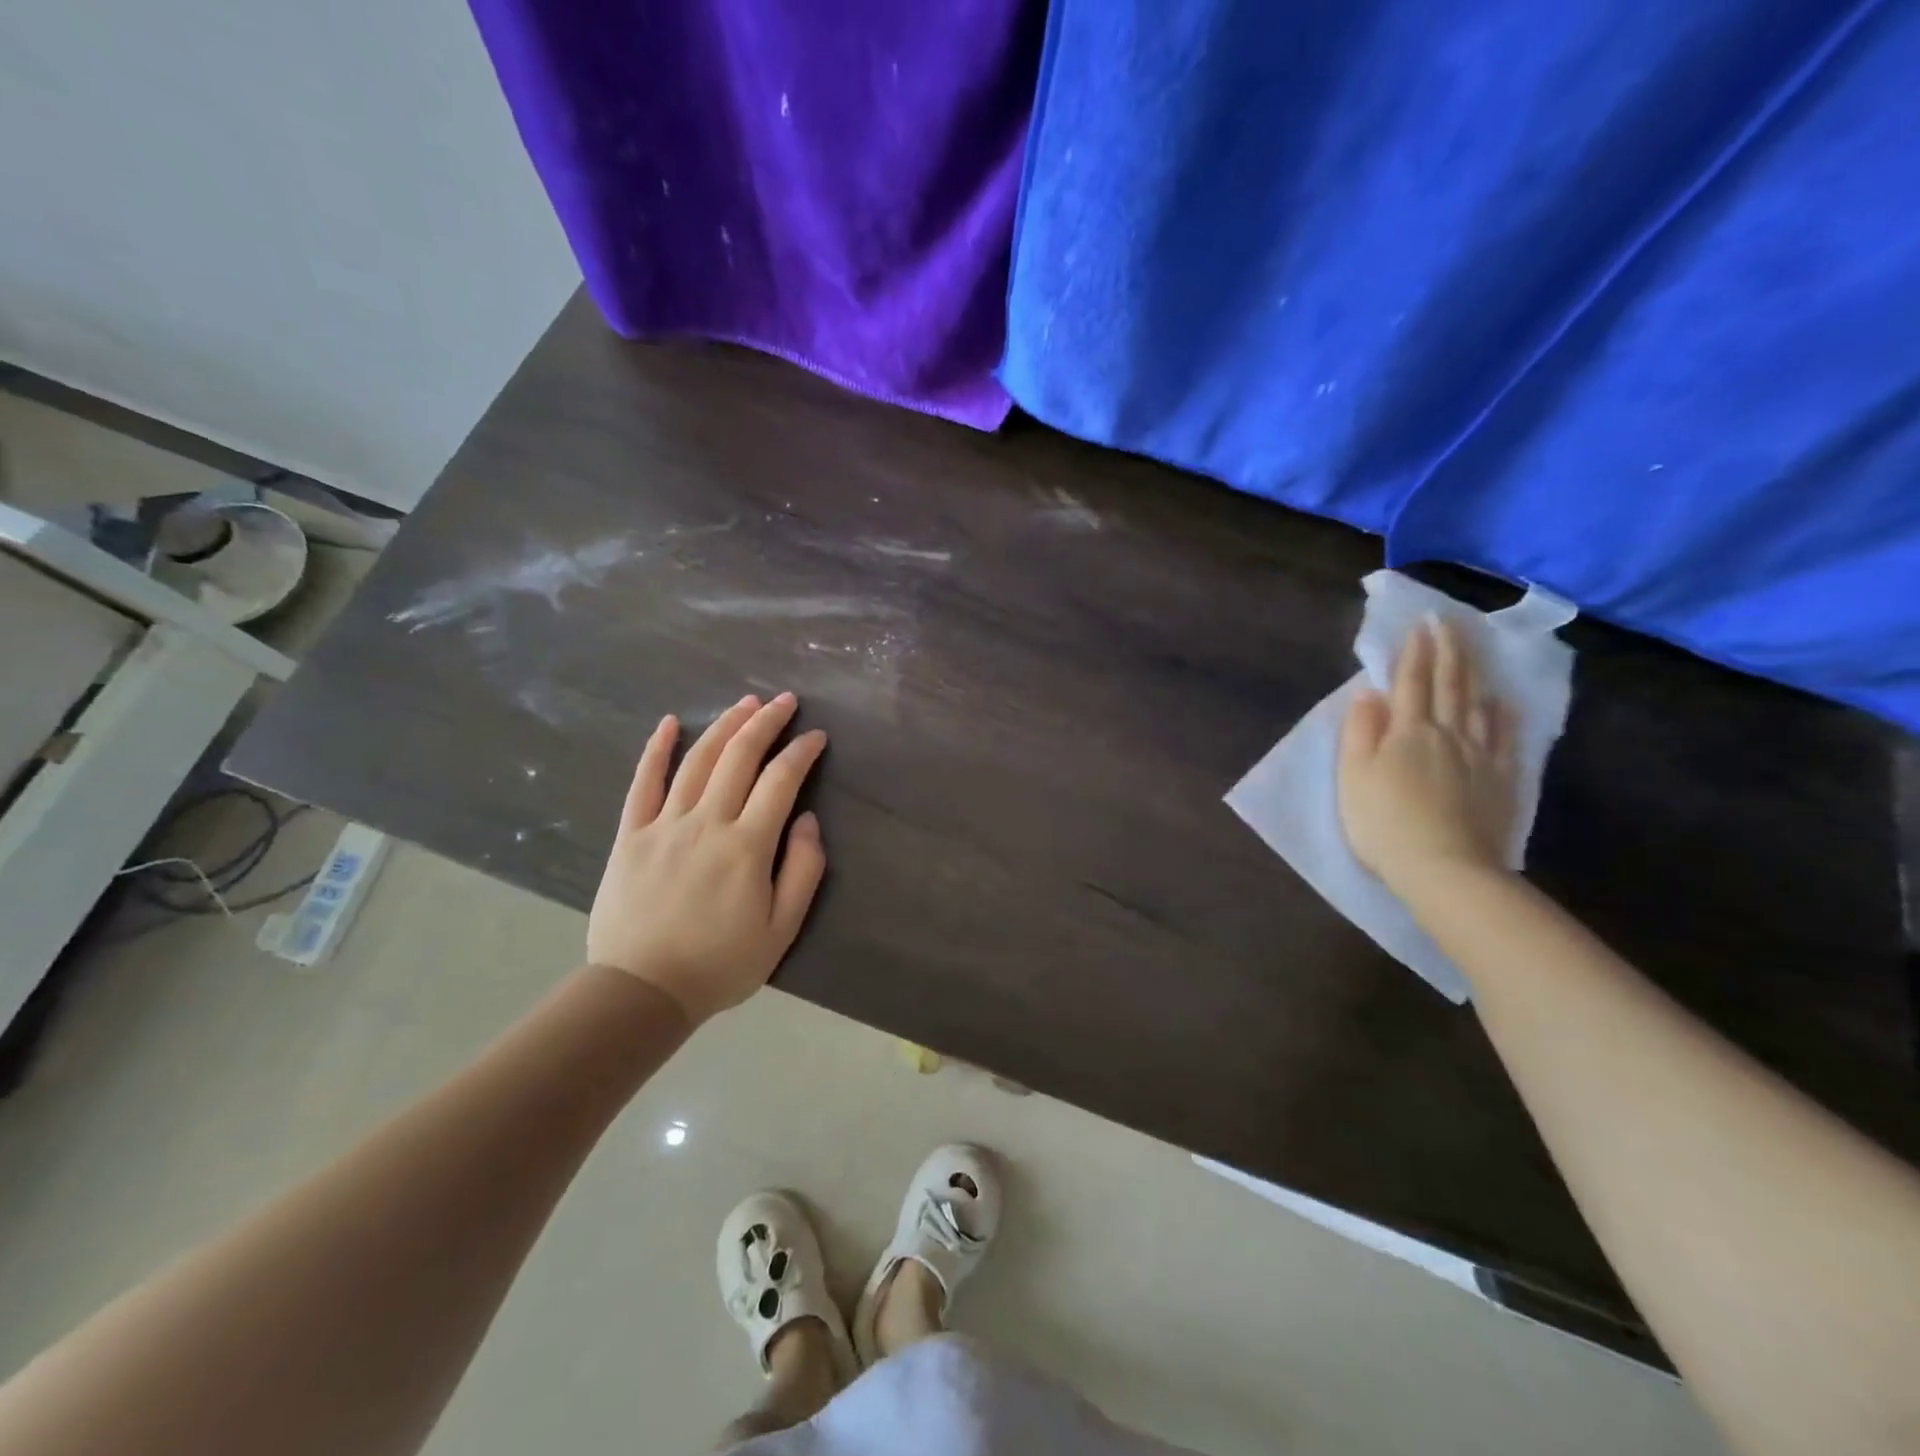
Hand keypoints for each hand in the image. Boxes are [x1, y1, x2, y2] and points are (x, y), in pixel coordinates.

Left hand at [587, 692, 827, 1024]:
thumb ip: (803, 870)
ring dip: (724, 725)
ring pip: (698, 760)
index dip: (801, 751)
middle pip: (740, 757)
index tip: (816, 736)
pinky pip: (643, 782)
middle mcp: (707, 822)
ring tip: (745, 702)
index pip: (781, 780)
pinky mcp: (631, 834)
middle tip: (785, 701)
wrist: (641, 991)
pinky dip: (657, 749)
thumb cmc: (720, 964)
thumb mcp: (782, 929)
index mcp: (747, 845)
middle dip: (766, 722)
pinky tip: (670, 724)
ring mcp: (664, 824)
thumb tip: (806, 820)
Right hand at [1337, 617, 1516, 894]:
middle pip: (1449, 684)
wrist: (1444, 868)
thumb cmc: (1384, 823)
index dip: (1415, 652)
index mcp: (1407, 732)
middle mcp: (1447, 733)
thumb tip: (1369, 693)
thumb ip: (1359, 731)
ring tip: (1473, 649)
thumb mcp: (1353, 777)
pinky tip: (1504, 701)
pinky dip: (1503, 714)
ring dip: (1473, 672)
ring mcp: (1479, 755)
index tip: (1421, 624)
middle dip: (1448, 650)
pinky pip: (1504, 737)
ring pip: (1477, 703)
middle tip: (1449, 622)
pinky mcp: (1500, 779)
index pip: (1411, 682)